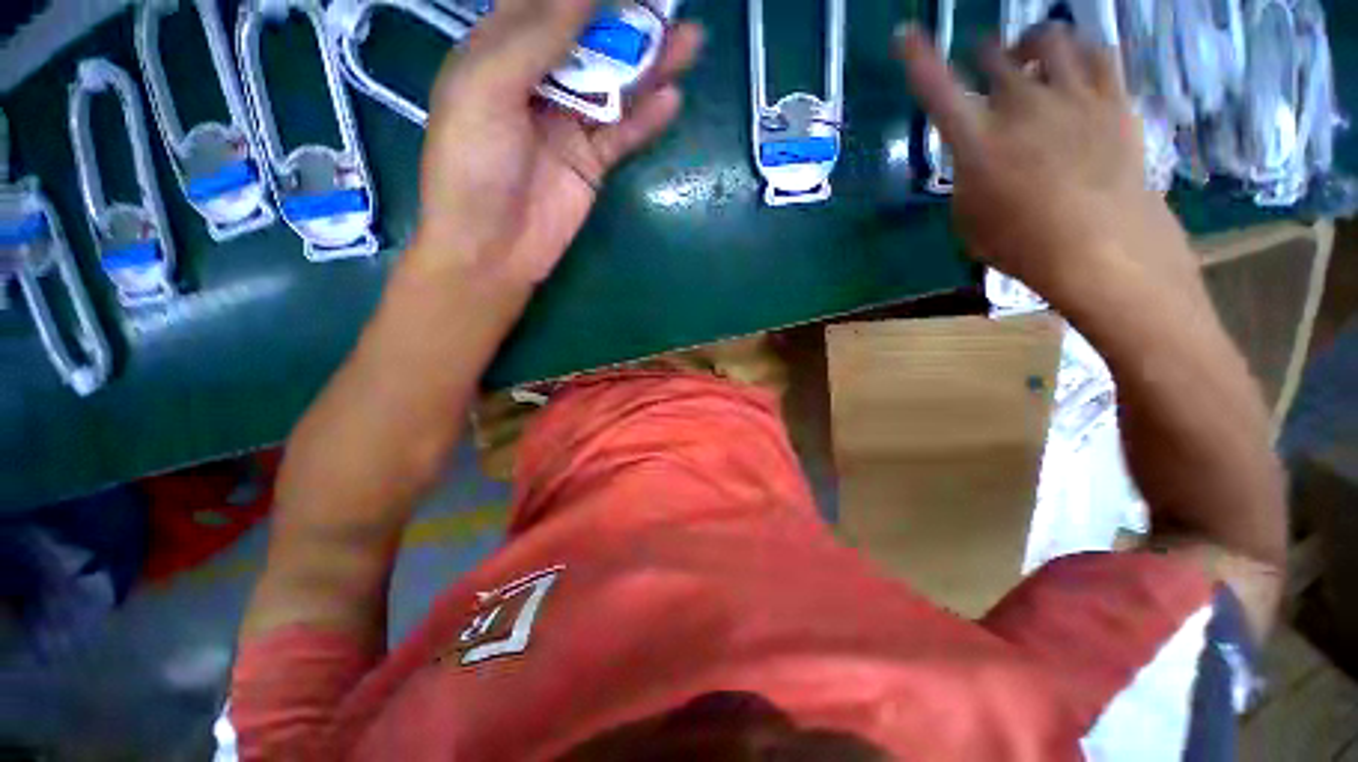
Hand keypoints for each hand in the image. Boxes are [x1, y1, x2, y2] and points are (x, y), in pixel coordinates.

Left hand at [411, 0, 702, 289]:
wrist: (492, 248)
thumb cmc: (473, 166)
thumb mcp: (488, 89)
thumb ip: (535, 38)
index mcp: (499, 52)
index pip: (546, 4)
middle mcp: (537, 81)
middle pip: (588, 40)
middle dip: (626, 21)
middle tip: (667, 6)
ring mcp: (568, 124)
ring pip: (614, 85)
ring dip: (649, 66)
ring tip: (688, 42)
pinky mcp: (590, 162)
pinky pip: (622, 134)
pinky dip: (645, 119)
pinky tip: (670, 100)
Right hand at [897, 24, 1200, 310]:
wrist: (1102, 246)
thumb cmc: (1022, 243)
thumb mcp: (970, 218)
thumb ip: (967, 177)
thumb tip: (977, 157)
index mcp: (977, 142)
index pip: (937, 90)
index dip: (918, 59)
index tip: (906, 35)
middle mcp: (1021, 105)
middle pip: (995, 53)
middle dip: (984, 53)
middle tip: (985, 62)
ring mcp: (1071, 96)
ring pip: (1050, 37)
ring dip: (1033, 41)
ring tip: (1033, 55)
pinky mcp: (1112, 98)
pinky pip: (1097, 51)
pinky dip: (1081, 50)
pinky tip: (1075, 65)